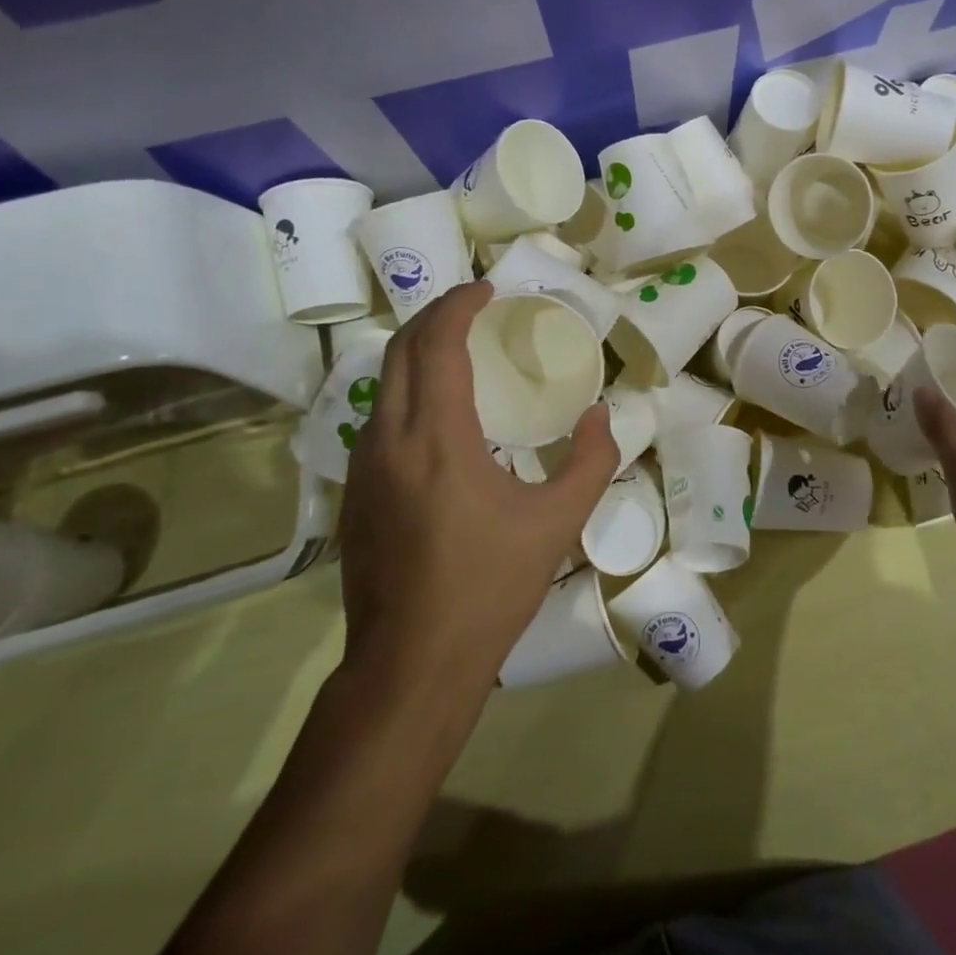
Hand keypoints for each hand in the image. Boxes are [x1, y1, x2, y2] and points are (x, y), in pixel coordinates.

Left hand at [336, 281, 616, 688]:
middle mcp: (388, 439)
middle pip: (400, 351)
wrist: (411, 665)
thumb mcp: (558, 521)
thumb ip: (589, 459)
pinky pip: (379, 417)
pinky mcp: (355, 493)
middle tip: (474, 309)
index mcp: (436, 437)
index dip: (458, 306)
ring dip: (417, 352)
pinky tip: (440, 414)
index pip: (435, 344)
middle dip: (434, 317)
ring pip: (382, 383)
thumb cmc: (489, 588)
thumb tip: (600, 414)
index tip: (487, 290)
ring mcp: (363, 467)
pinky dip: (407, 389)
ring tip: (460, 352)